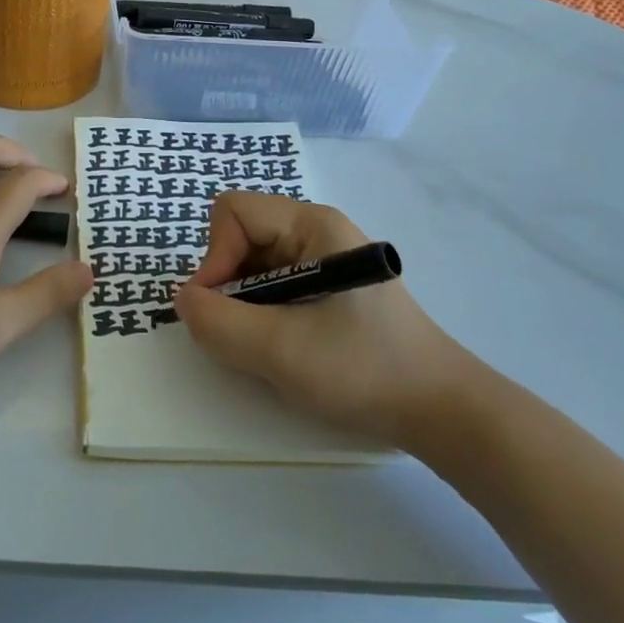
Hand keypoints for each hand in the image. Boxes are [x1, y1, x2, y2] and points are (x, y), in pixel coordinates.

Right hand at [173, 193, 473, 450]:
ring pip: (254, 262)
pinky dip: (262, 312)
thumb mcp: (281, 350)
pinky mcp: (328, 287)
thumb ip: (219, 322)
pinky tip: (282, 345)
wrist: (440, 410)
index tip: (216, 308)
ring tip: (263, 344)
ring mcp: (324, 258)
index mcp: (312, 224)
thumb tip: (183, 299)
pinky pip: (273, 283)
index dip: (214, 255)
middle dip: (227, 282)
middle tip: (239, 331)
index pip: (233, 212)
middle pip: (241, 234)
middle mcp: (316, 230)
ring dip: (244, 301)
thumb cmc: (363, 369)